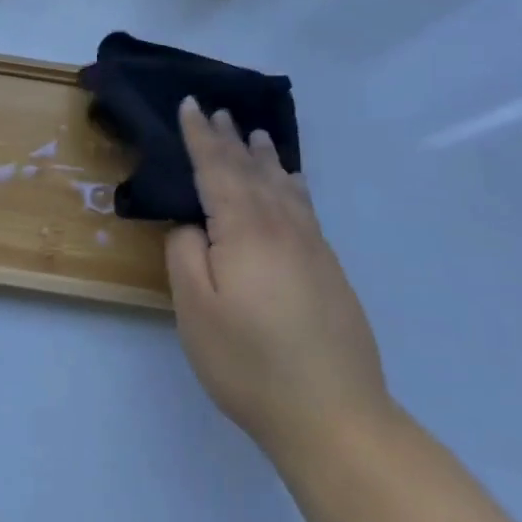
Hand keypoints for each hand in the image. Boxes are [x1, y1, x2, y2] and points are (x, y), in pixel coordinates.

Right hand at [164, 99, 392, 465]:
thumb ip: (186, 255)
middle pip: (251, 171)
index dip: (200, 136)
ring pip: (282, 187)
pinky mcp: (329, 270)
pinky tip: (291, 183)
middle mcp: (281, 228)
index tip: (190, 104)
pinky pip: (305, 208)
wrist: (335, 418)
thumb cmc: (250, 363)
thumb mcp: (196, 310)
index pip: (216, 170)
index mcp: (244, 231)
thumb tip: (194, 225)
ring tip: (256, 134)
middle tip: (217, 110)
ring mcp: (311, 248)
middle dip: (230, 139)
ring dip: (264, 157)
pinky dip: (292, 185)